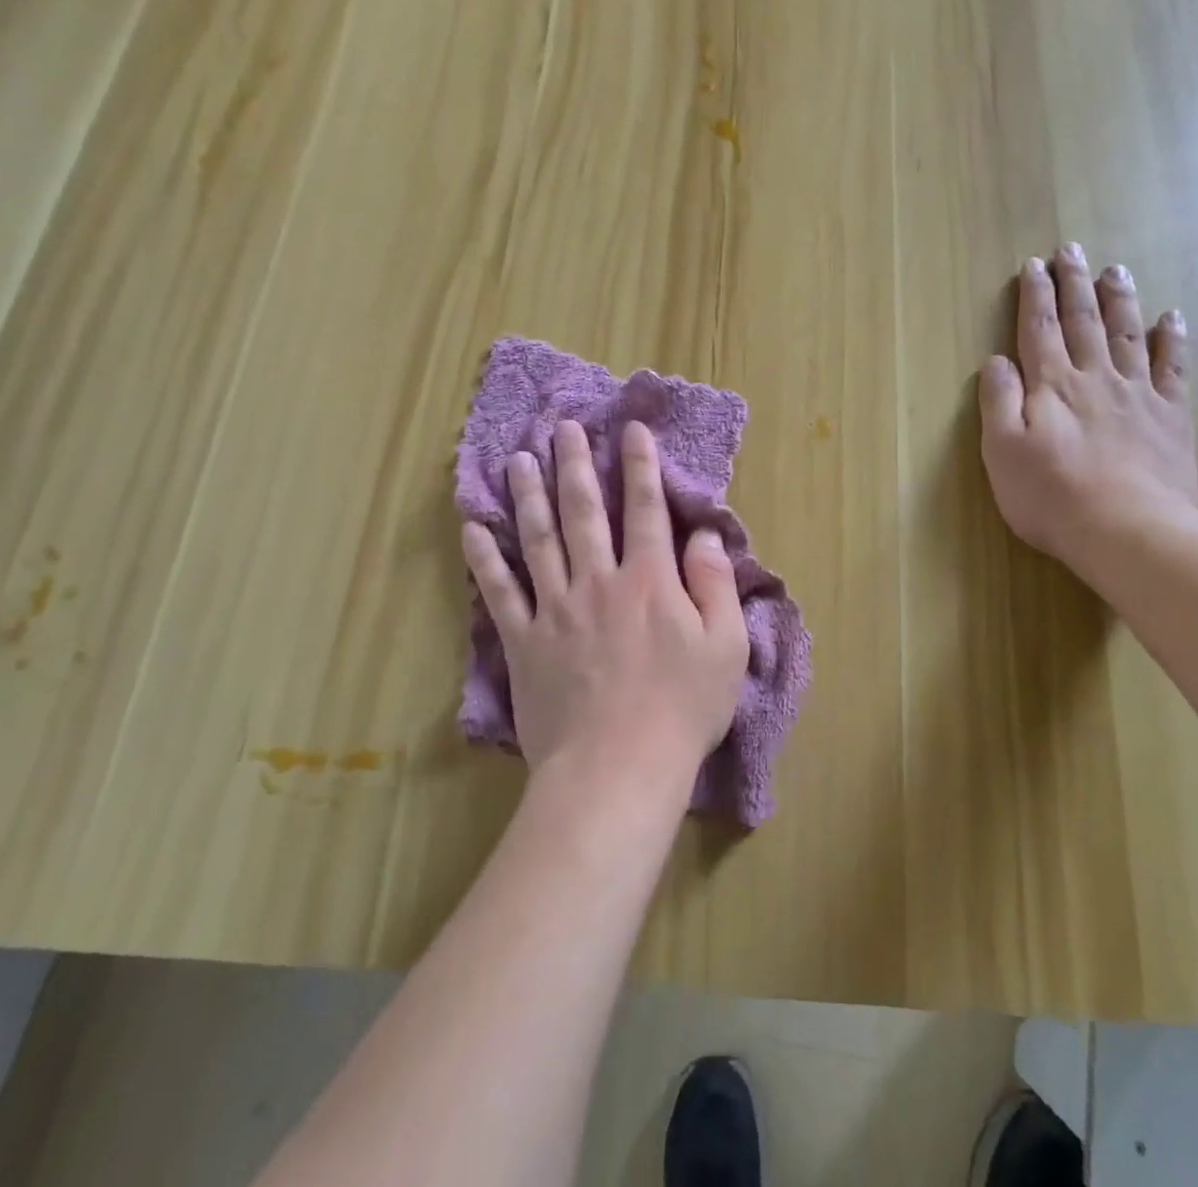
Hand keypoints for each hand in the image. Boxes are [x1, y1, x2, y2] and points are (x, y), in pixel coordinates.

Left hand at [462, 419, 749, 804]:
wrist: (617, 769)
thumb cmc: (681, 709)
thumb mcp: (725, 646)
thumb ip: (714, 584)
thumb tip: (703, 536)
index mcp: (649, 580)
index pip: (645, 509)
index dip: (639, 466)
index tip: (629, 430)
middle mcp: (598, 580)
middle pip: (583, 511)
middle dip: (574, 464)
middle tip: (562, 427)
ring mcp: (555, 609)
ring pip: (538, 539)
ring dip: (528, 496)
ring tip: (518, 459)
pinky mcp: (524, 642)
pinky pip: (500, 592)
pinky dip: (484, 559)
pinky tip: (472, 530)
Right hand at [979, 246, 1197, 582]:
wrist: (1127, 530)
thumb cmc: (1051, 496)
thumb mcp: (1002, 452)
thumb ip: (998, 401)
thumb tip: (996, 360)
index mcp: (1051, 386)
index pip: (1038, 330)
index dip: (1034, 296)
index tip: (1033, 266)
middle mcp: (1094, 378)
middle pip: (1083, 321)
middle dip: (1074, 284)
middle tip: (1072, 249)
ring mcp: (1137, 394)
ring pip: (1127, 334)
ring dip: (1119, 299)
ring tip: (1115, 270)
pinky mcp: (1170, 416)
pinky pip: (1173, 367)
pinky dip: (1172, 339)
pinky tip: (1172, 318)